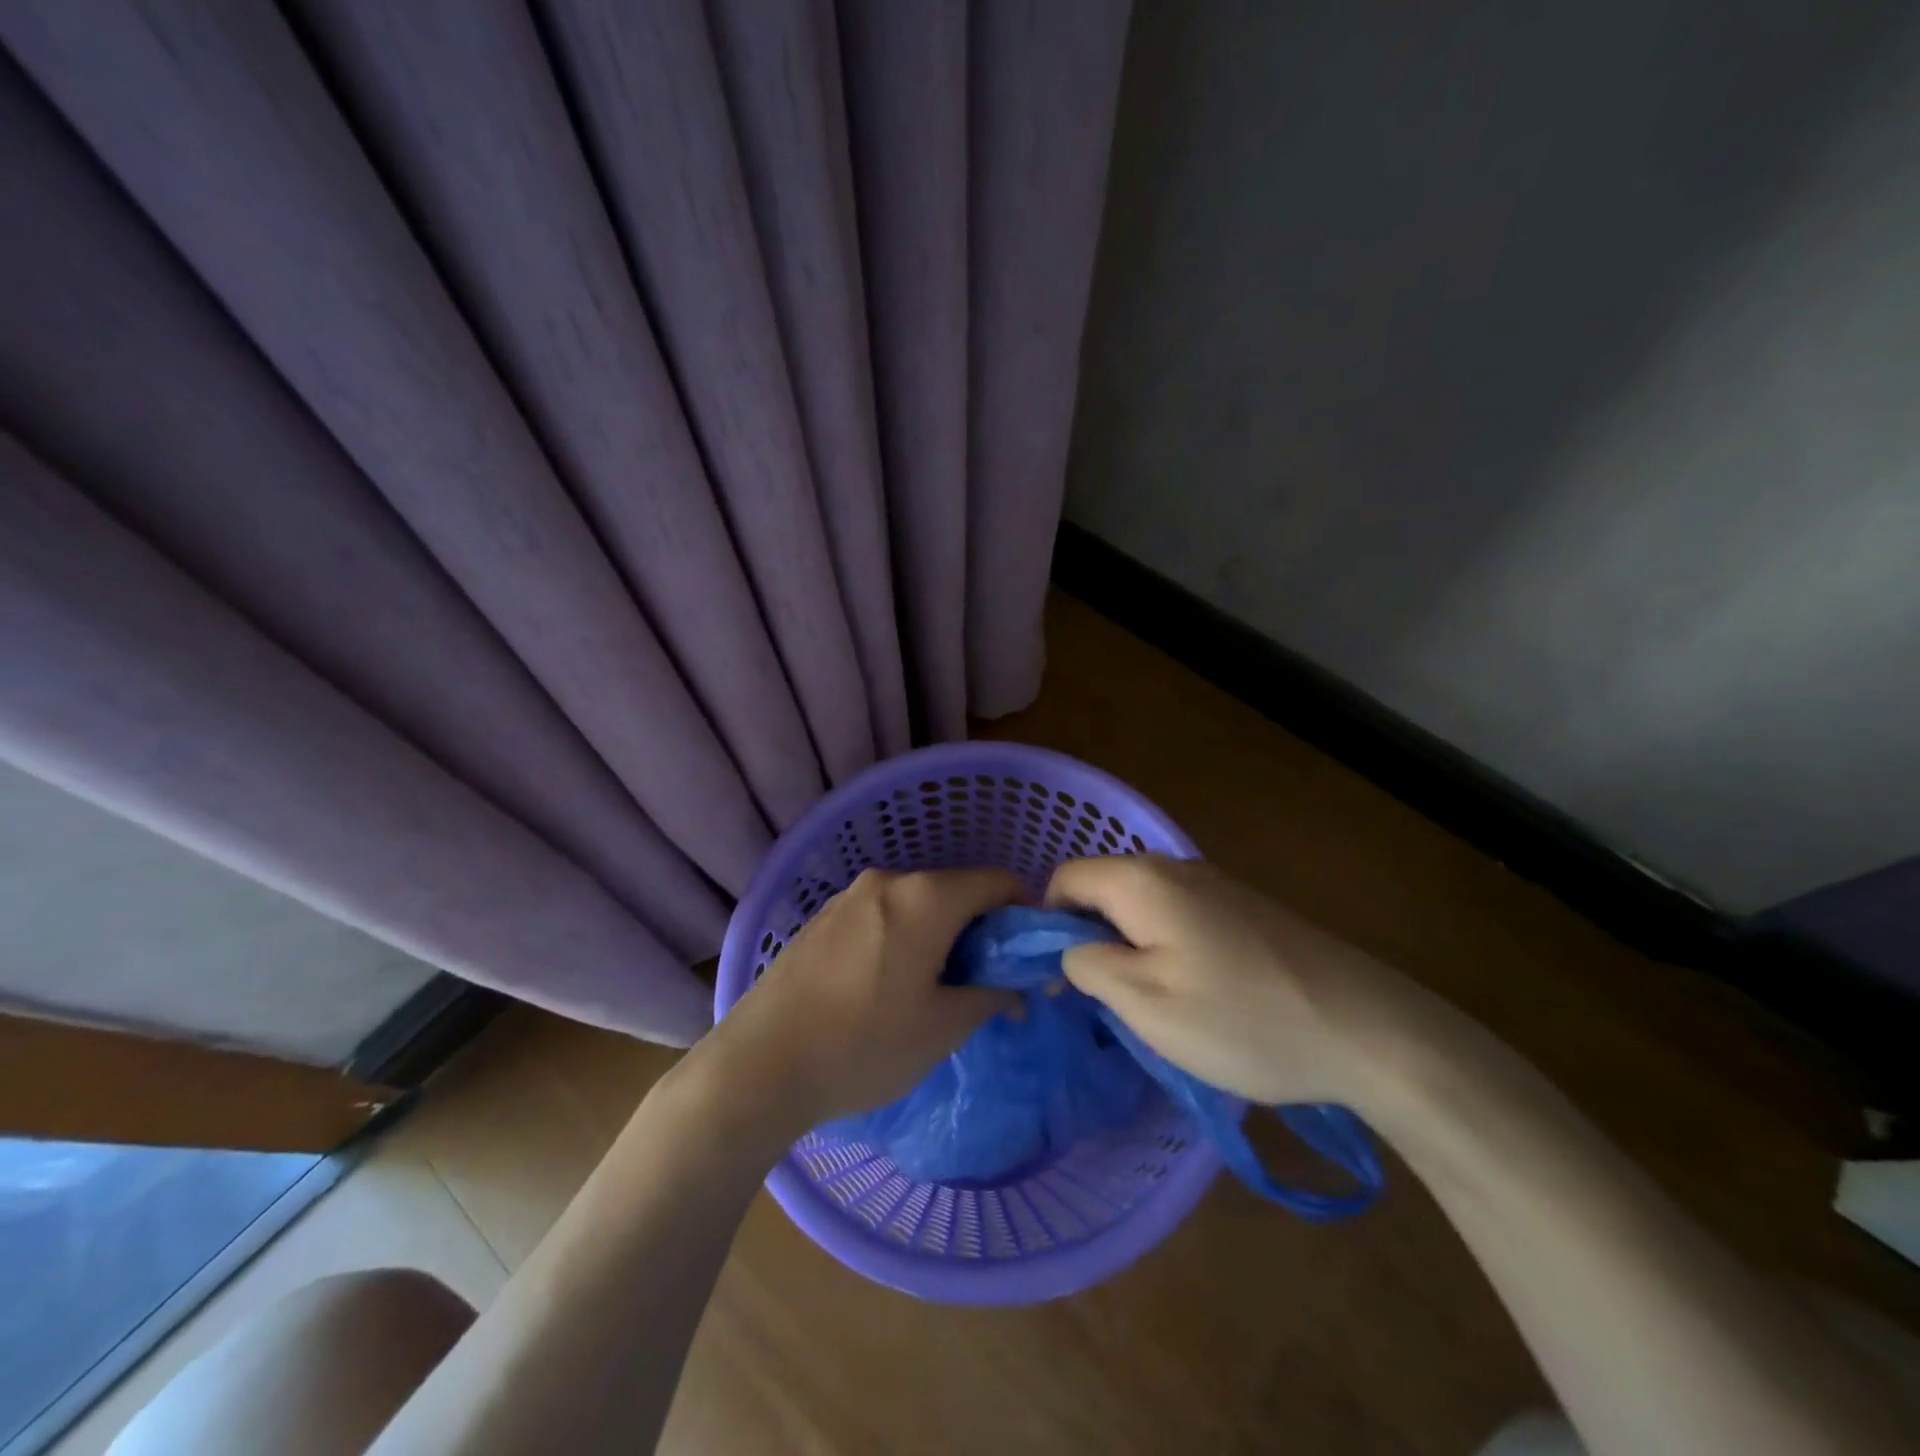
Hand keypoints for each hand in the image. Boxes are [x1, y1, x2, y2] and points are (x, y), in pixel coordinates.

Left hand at [696, 868, 1024, 1136]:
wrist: (759, 1065)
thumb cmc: (863, 1044)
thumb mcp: (942, 1028)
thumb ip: (991, 995)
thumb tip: (1016, 988)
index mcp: (926, 898)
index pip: (998, 882)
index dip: (1022, 915)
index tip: (1023, 958)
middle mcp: (888, 881)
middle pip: (956, 890)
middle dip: (980, 930)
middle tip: (982, 983)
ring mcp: (849, 896)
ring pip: (917, 904)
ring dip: (940, 935)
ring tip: (932, 990)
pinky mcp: (822, 918)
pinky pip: (882, 914)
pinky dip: (903, 937)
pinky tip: (886, 986)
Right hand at [1045, 854, 1425, 1106]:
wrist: (1365, 1028)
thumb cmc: (1241, 1018)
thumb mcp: (1145, 1003)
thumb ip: (1087, 964)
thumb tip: (1067, 948)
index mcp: (1141, 881)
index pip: (1064, 879)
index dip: (1047, 924)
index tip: (1061, 979)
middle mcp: (1174, 868)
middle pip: (1103, 889)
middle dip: (1088, 937)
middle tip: (1102, 999)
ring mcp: (1214, 885)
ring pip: (1141, 906)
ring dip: (1128, 947)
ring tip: (1148, 1004)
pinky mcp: (1243, 908)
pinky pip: (1178, 916)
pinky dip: (1165, 947)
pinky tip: (1194, 993)